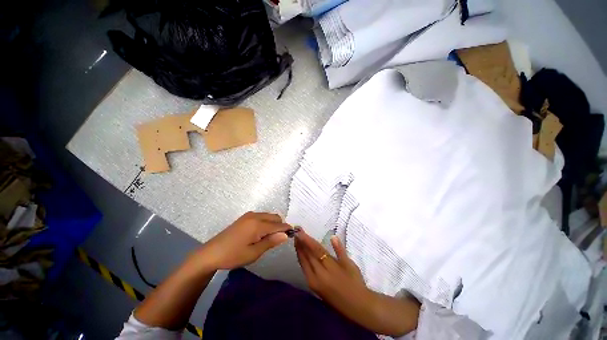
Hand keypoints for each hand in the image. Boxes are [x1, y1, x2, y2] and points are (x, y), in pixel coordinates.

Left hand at [194, 212, 291, 269]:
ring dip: (273, 224)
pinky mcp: (245, 217)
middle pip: (275, 217)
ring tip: (268, 238)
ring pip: (269, 216)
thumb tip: (286, 235)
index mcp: (258, 224)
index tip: (293, 235)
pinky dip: (266, 223)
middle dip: (280, 226)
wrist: (211, 253)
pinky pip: (262, 216)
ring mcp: (249, 215)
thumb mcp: (253, 253)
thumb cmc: (233, 255)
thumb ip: (271, 242)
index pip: (278, 225)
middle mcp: (255, 216)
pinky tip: (260, 234)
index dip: (287, 230)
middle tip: (277, 240)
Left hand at [295, 230, 419, 335]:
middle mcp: (318, 275)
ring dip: (299, 250)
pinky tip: (300, 253)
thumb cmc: (355, 282)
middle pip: (307, 255)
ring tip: (296, 239)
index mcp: (329, 268)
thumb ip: (340, 250)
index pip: (315, 250)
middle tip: (295, 232)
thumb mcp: (350, 265)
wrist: (356, 306)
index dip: (307, 240)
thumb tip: (333, 236)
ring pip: (303, 262)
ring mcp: (313, 282)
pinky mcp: (312, 286)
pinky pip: (304, 269)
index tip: (300, 231)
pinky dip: (301, 259)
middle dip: (300, 243)